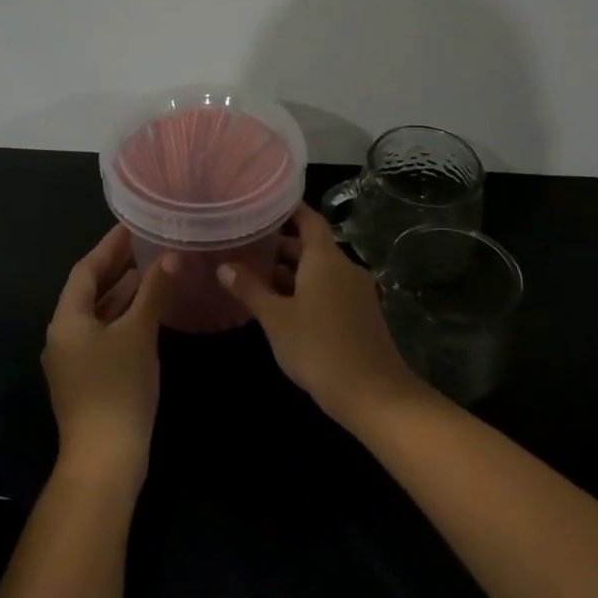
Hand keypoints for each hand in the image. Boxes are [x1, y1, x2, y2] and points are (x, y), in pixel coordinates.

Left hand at [42, 225, 175, 486]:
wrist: (105, 458)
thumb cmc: (118, 388)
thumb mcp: (139, 334)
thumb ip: (154, 292)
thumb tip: (172, 256)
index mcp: (67, 320)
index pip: (85, 270)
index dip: (109, 246)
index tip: (132, 225)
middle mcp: (63, 335)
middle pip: (89, 291)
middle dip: (116, 268)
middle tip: (145, 244)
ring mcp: (73, 360)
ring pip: (98, 315)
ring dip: (122, 294)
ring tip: (151, 272)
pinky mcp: (87, 379)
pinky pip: (103, 335)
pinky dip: (123, 318)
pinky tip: (147, 314)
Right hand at [217, 203, 428, 429]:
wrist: (373, 393)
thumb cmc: (318, 347)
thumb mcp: (276, 318)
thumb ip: (249, 289)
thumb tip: (224, 267)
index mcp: (326, 258)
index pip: (308, 219)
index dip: (287, 210)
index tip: (262, 204)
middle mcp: (344, 267)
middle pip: (311, 246)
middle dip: (280, 245)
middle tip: (245, 244)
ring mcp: (355, 292)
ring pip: (319, 271)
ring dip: (290, 272)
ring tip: (254, 276)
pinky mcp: (359, 314)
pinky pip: (329, 290)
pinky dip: (305, 290)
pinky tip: (280, 306)